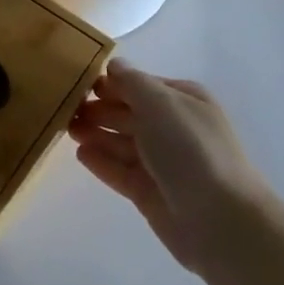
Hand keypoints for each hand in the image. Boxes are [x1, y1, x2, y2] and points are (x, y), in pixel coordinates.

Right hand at [68, 61, 276, 274]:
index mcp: (183, 100)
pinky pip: (120, 171)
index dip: (111, 83)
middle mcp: (173, 128)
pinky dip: (102, 162)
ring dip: (96, 133)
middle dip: (99, 108)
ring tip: (67, 129)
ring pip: (122, 142)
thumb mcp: (161, 104)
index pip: (140, 84)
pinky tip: (81, 155)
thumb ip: (133, 82)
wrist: (218, 219)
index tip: (77, 81)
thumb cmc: (190, 149)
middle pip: (129, 113)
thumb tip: (114, 65)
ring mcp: (162, 162)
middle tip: (64, 107)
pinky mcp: (150, 192)